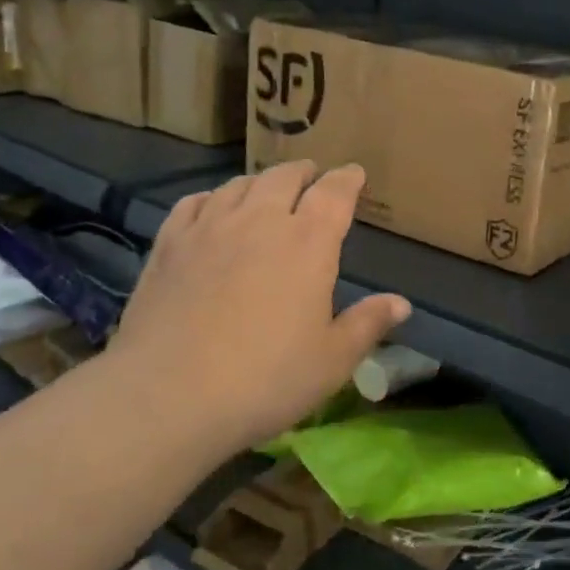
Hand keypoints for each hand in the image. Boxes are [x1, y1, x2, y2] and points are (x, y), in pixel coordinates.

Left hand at [109, 162, 410, 453]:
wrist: (168, 397)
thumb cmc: (266, 380)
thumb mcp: (332, 360)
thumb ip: (367, 324)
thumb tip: (401, 303)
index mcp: (308, 243)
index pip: (334, 194)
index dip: (347, 179)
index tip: (354, 173)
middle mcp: (260, 222)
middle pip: (284, 178)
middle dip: (304, 172)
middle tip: (313, 175)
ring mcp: (209, 230)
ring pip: (239, 186)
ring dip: (260, 182)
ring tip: (267, 189)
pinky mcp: (168, 246)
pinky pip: (193, 204)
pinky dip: (212, 197)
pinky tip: (213, 206)